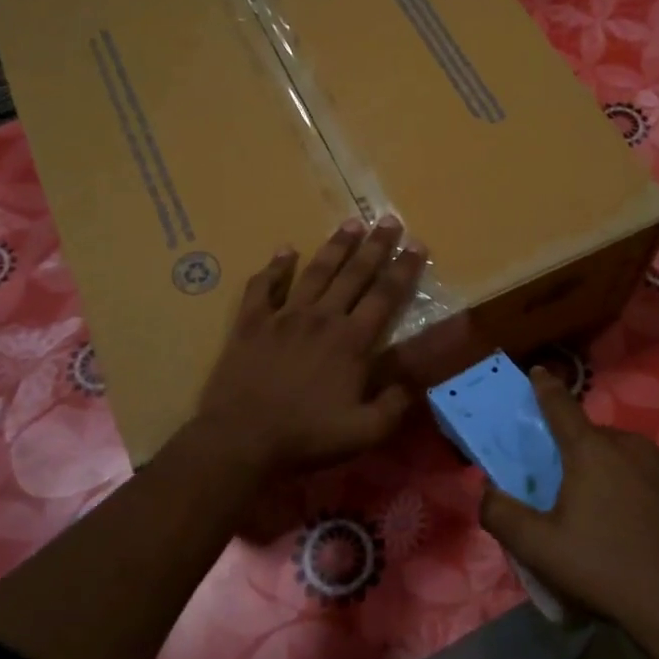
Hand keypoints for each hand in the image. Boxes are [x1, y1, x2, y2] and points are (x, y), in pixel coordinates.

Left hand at [194, 217, 426, 473]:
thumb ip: (394, 404)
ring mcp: (284, 316)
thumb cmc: (306, 437)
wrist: (241, 439)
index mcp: (352, 341)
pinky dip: (275, 267)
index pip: (385, 296)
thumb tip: (414, 381)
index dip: (403, 269)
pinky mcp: (251, 323)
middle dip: (376, 246)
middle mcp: (322, 318)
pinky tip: (285, 250)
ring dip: (335, 246)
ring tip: (351, 223)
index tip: (417, 244)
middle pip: (354, 274)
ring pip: (315, 272)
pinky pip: (263, 287)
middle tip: (389, 219)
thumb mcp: (365, 433)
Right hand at [479, 370, 658, 658]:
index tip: (538, 373)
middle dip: (578, 453)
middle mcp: (632, 445)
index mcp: (591, 450)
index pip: (560, 405)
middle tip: (569, 491)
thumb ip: (501, 514)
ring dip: (613, 472)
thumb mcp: (539, 549)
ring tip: (610, 515)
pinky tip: (645, 528)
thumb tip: (487, 491)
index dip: (545, 388)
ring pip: (628, 457)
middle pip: (594, 438)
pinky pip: (657, 479)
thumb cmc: (606, 570)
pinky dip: (644, 491)